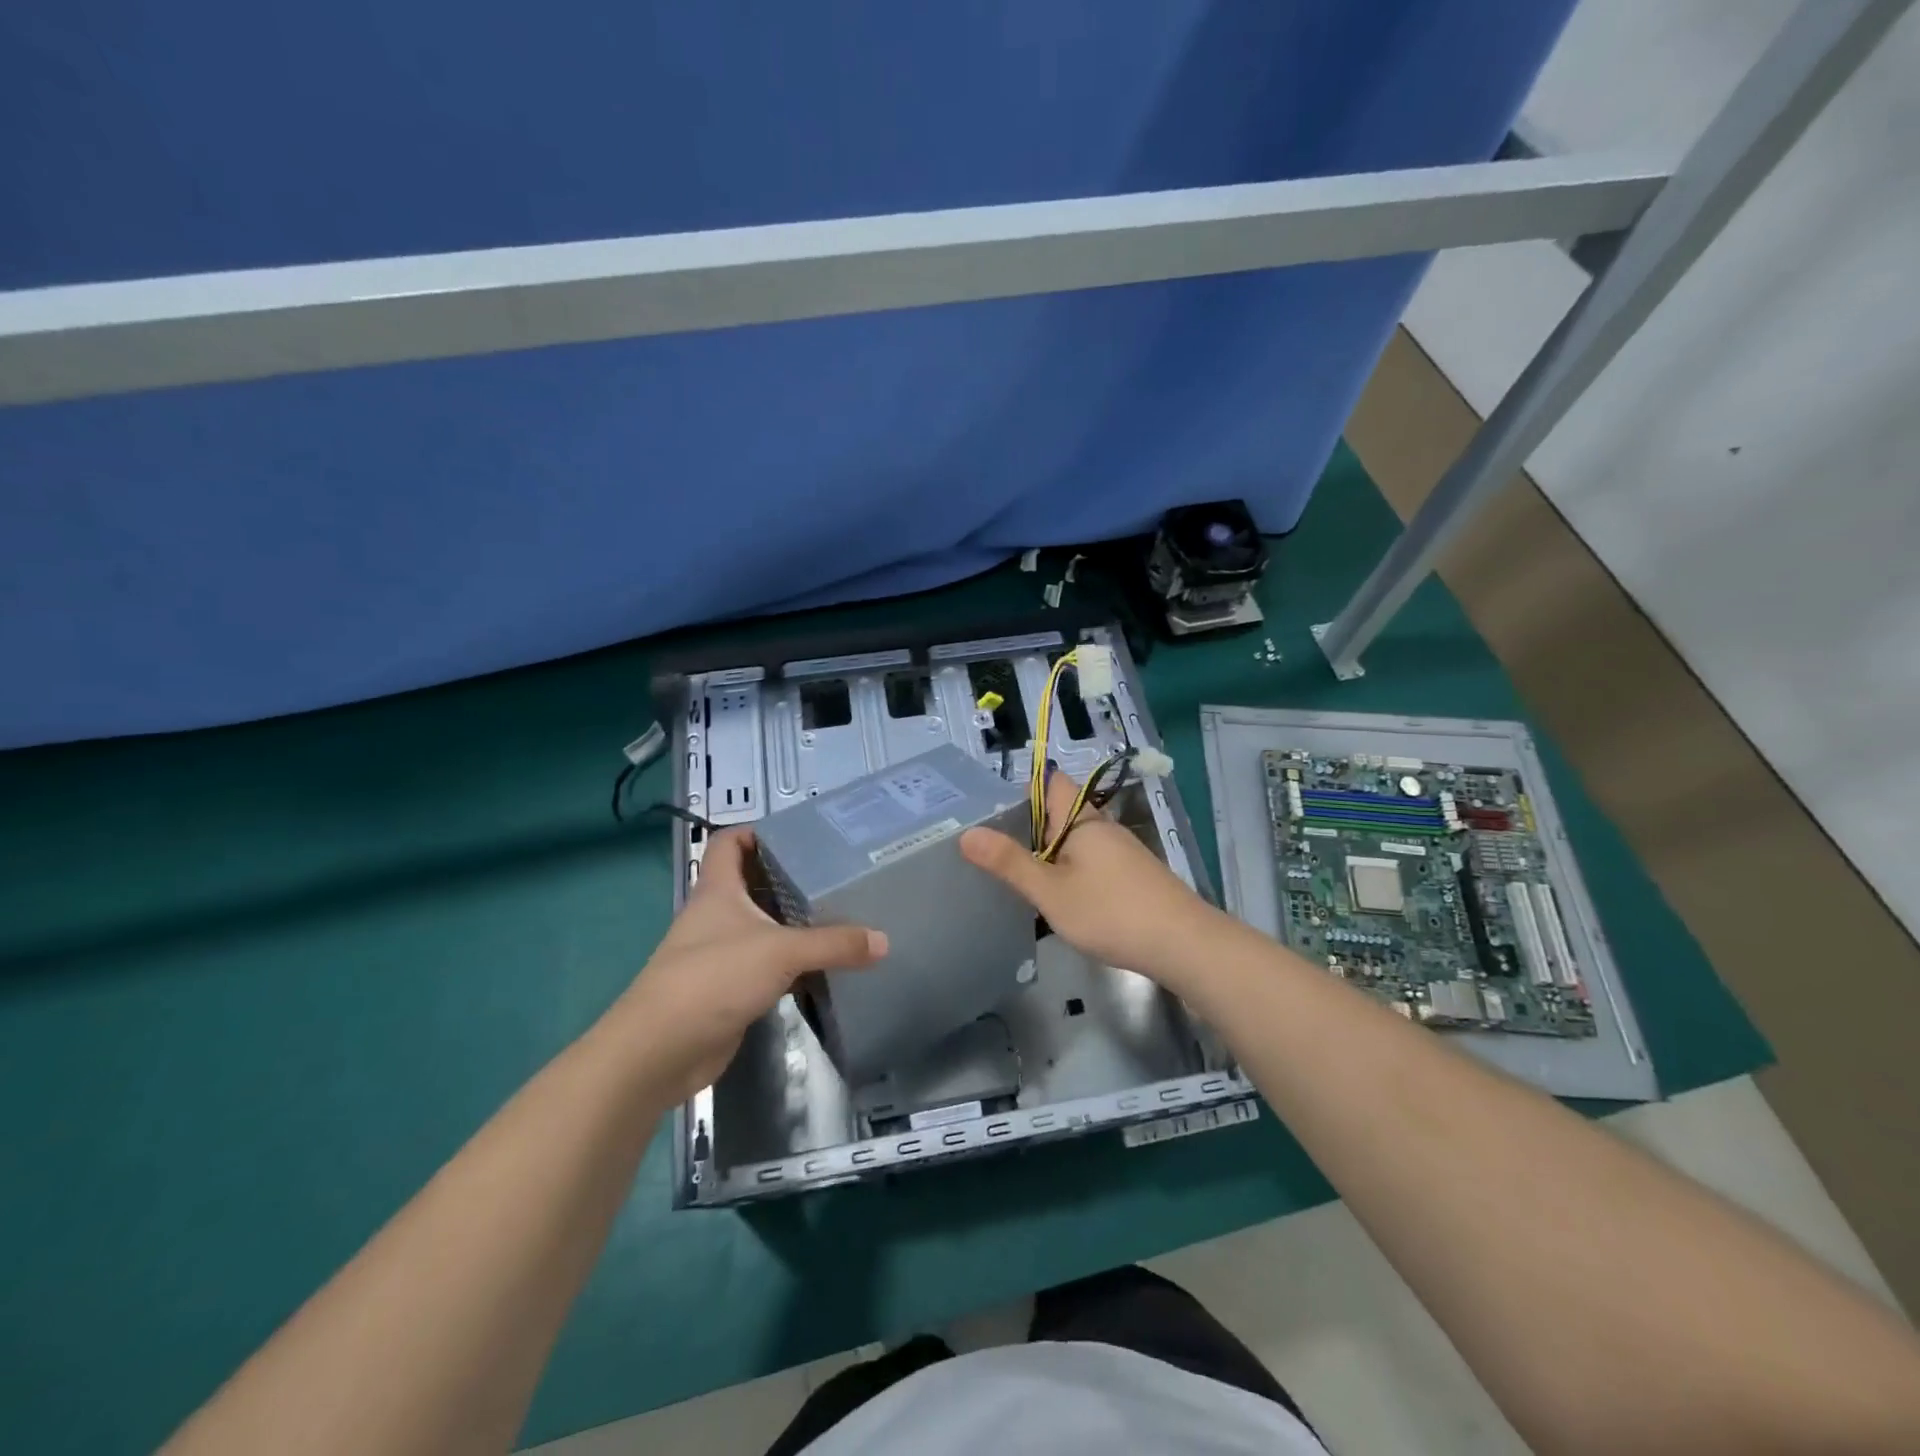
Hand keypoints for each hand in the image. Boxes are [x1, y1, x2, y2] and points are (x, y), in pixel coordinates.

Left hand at [611, 829, 886, 1102]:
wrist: (660, 1050)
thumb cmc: (713, 978)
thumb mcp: (780, 951)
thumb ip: (834, 944)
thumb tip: (883, 941)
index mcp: (717, 890)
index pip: (729, 843)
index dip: (756, 831)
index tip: (799, 835)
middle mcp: (716, 915)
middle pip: (752, 883)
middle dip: (789, 878)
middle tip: (835, 876)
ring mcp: (720, 954)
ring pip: (761, 927)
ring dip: (793, 923)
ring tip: (840, 916)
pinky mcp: (728, 989)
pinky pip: (765, 966)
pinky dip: (791, 964)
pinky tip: (822, 966)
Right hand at [960, 768, 1216, 986]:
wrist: (1183, 945)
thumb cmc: (1111, 912)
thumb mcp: (1051, 891)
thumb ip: (1010, 863)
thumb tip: (967, 834)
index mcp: (1082, 820)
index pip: (1051, 782)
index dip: (1022, 788)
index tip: (991, 810)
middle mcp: (1102, 828)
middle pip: (1059, 812)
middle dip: (1028, 825)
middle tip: (990, 847)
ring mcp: (1121, 853)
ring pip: (1075, 841)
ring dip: (1048, 852)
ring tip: (1015, 874)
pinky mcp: (1132, 877)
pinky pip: (1090, 862)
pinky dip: (1069, 871)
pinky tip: (1057, 898)